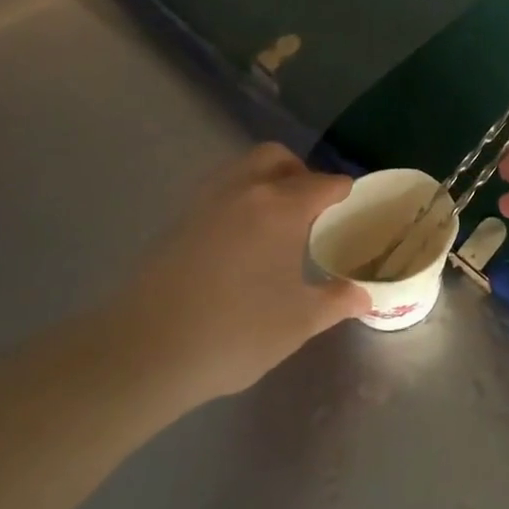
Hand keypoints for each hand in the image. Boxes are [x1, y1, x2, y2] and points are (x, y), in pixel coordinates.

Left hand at [100, 144, 369, 405]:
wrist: (146, 350)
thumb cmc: (236, 332)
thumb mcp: (298, 322)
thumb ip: (335, 301)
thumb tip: (362, 295)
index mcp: (281, 207)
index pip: (323, 184)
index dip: (343, 193)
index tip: (351, 209)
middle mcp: (243, 191)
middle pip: (276, 158)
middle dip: (300, 173)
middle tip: (312, 208)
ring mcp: (204, 202)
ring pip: (241, 169)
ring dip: (264, 182)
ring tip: (276, 223)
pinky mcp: (176, 221)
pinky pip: (217, 192)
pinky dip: (237, 200)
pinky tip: (240, 242)